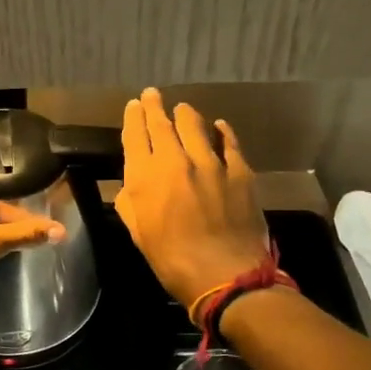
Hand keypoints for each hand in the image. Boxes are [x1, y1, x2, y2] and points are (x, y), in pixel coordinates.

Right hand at [115, 87, 268, 308]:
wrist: (224, 275)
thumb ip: (130, 203)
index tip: (134, 105)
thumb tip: (132, 185)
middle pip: (162, 125)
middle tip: (152, 94)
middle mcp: (175, 161)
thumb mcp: (138, 233)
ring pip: (195, 127)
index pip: (135, 136)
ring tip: (183, 108)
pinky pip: (230, 143)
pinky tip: (219, 126)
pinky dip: (222, 132)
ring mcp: (210, 164)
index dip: (133, 118)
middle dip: (155, 107)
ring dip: (186, 115)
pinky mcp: (240, 172)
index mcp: (145, 177)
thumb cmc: (171, 260)